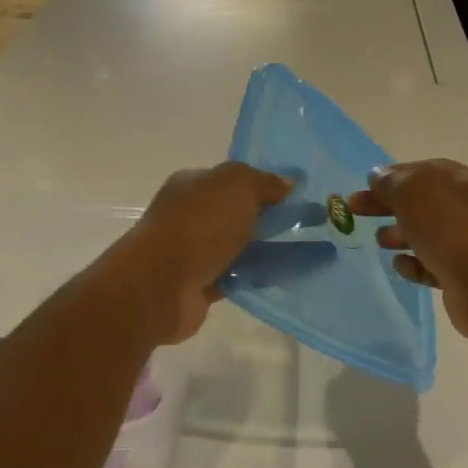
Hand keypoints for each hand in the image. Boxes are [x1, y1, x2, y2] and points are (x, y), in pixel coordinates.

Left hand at [110, 162, 291, 343]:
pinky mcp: (199, 286)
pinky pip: (234, 277)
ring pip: (236, 248)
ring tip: (300, 253)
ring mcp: (192, 253)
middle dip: (265, 220)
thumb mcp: (236, 186)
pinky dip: (252, 277)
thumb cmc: (198, 225)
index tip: (295, 196)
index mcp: (191, 186)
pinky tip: (279, 278)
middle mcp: (189, 217)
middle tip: (304, 226)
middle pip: (234, 214)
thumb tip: (286, 183)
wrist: (163, 284)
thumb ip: (263, 181)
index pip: (230, 180)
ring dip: (262, 251)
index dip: (261, 185)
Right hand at [348, 159, 467, 342]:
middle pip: (424, 203)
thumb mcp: (413, 193)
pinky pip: (434, 265)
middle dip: (390, 206)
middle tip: (356, 211)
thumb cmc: (450, 229)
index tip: (365, 185)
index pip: (427, 171)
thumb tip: (379, 176)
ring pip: (429, 235)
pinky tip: (401, 266)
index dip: (394, 176)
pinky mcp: (466, 276)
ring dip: (401, 235)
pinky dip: (415, 264)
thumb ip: (392, 182)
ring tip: (380, 241)